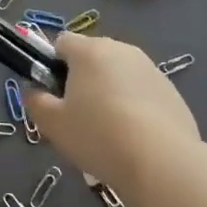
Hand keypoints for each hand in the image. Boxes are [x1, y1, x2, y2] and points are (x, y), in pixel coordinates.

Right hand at [23, 33, 199, 201]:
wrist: (162, 163)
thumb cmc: (98, 136)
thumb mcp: (52, 124)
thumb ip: (35, 101)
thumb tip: (34, 91)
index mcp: (89, 50)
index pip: (61, 42)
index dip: (52, 66)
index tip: (55, 96)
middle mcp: (121, 50)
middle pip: (92, 57)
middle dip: (82, 80)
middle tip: (78, 118)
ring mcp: (150, 69)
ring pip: (118, 75)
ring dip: (109, 93)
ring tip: (109, 133)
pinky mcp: (172, 91)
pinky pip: (142, 92)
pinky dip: (135, 107)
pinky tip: (135, 138)